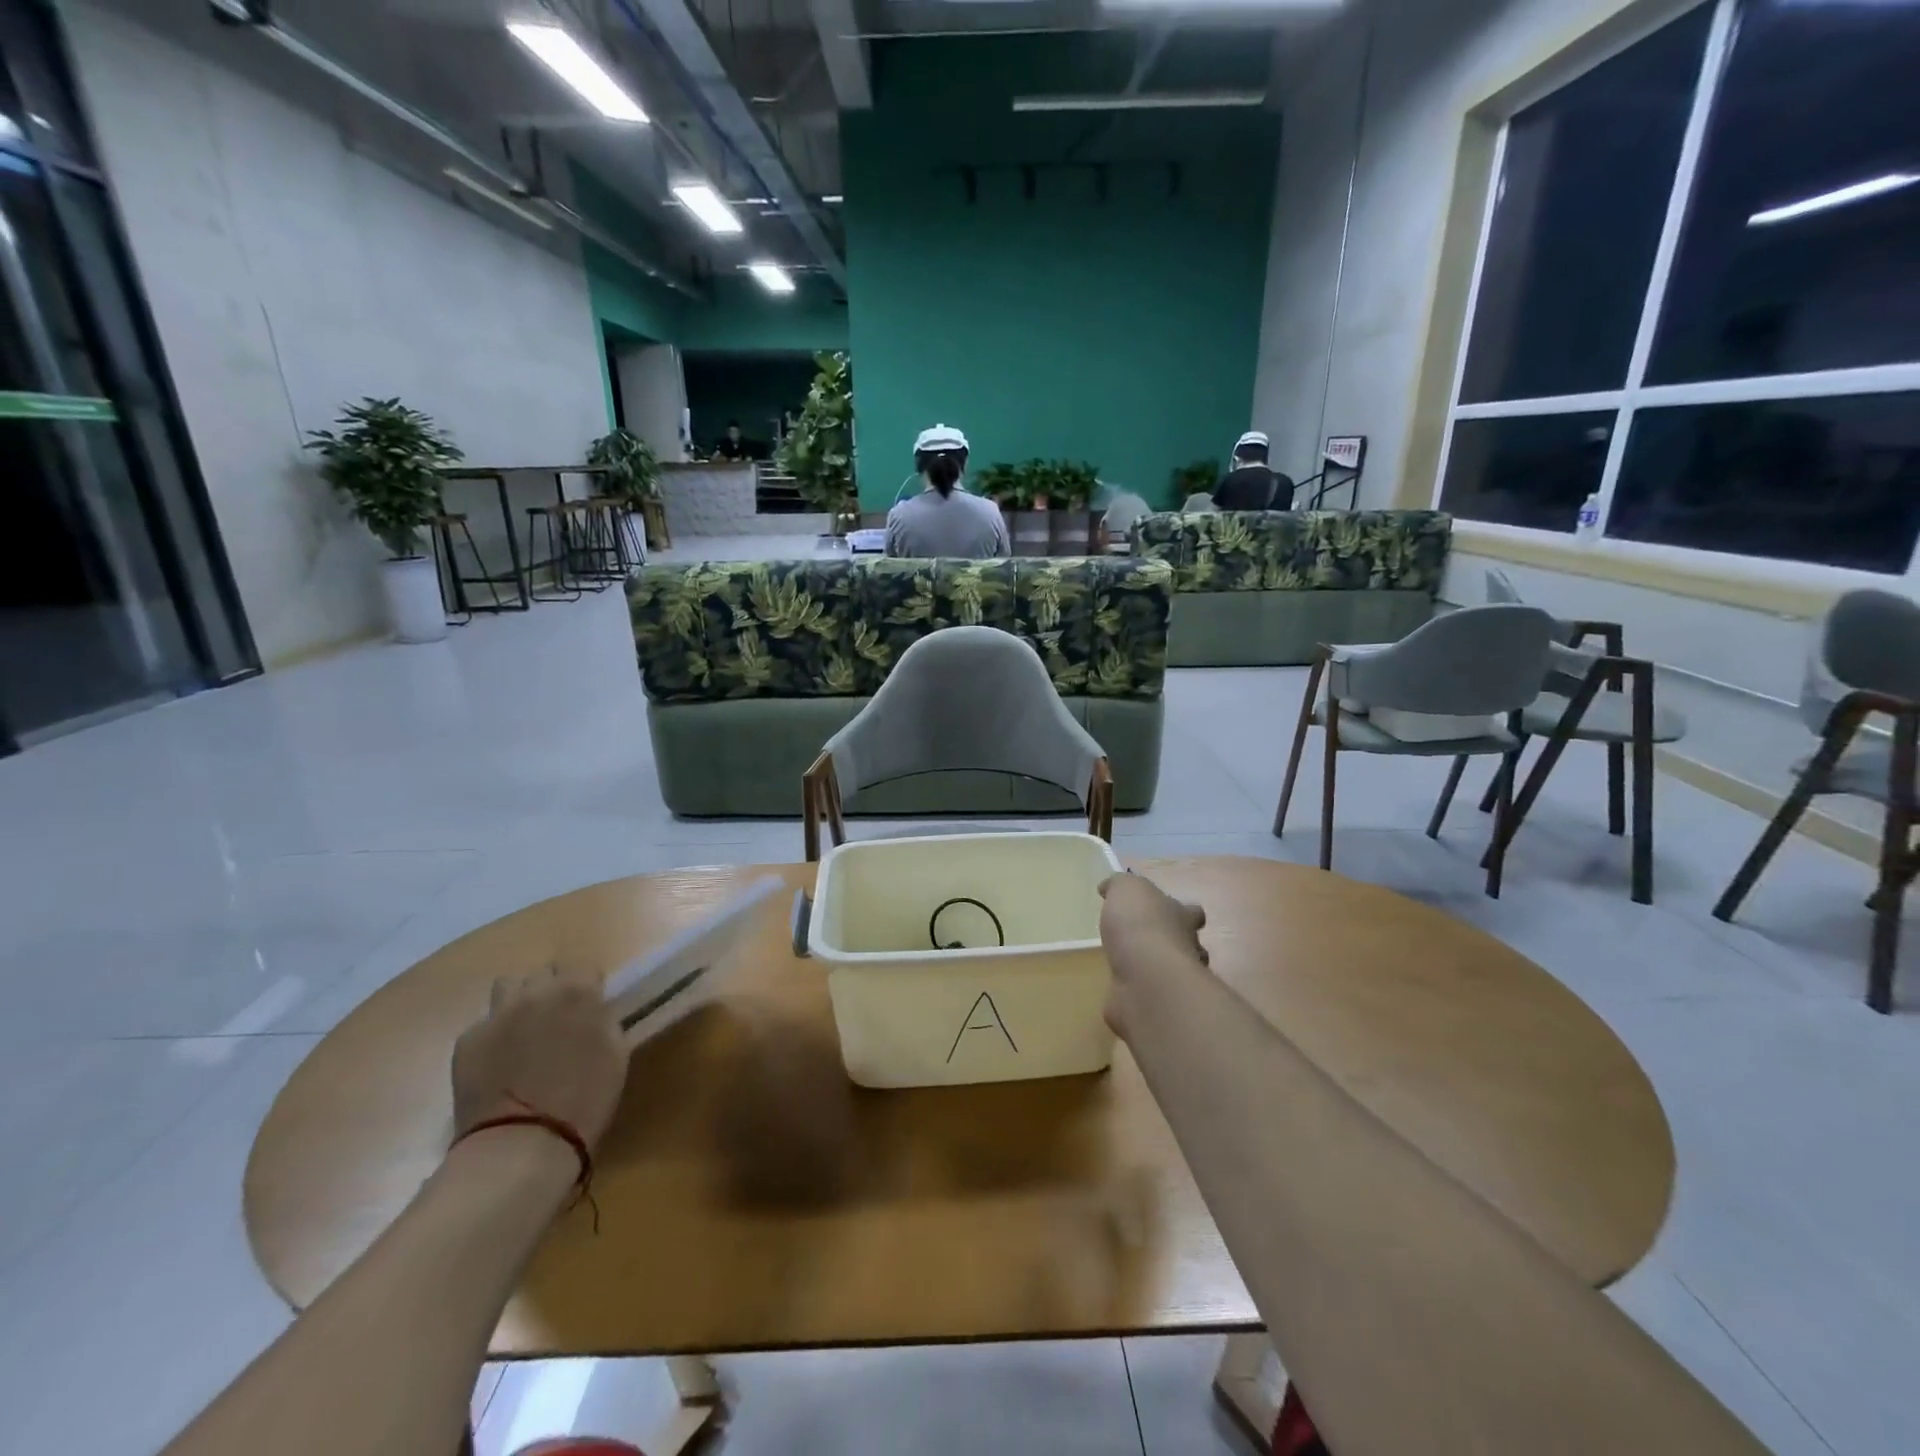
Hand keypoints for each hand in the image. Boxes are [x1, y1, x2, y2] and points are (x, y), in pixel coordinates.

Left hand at [451, 970, 628, 1153]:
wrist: (521, 1144)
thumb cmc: (584, 1100)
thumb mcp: (616, 1054)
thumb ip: (604, 1021)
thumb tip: (594, 1013)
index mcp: (578, 992)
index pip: (583, 965)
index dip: (588, 984)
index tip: (590, 1006)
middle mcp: (536, 993)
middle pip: (544, 972)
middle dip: (553, 988)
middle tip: (558, 1019)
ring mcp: (496, 1015)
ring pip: (509, 986)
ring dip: (520, 1000)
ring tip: (524, 1030)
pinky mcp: (466, 1041)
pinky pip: (484, 1023)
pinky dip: (494, 1035)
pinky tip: (499, 1062)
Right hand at [1098, 873, 1207, 1039]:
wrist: (1146, 980)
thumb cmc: (1141, 925)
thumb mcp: (1127, 889)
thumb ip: (1120, 884)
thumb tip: (1109, 887)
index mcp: (1181, 917)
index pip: (1192, 912)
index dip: (1184, 910)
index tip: (1167, 910)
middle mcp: (1186, 949)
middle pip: (1187, 944)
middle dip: (1174, 943)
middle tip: (1148, 942)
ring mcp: (1174, 982)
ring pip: (1171, 973)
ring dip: (1156, 970)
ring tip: (1131, 966)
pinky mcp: (1157, 1006)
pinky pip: (1147, 996)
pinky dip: (1137, 994)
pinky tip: (1120, 990)